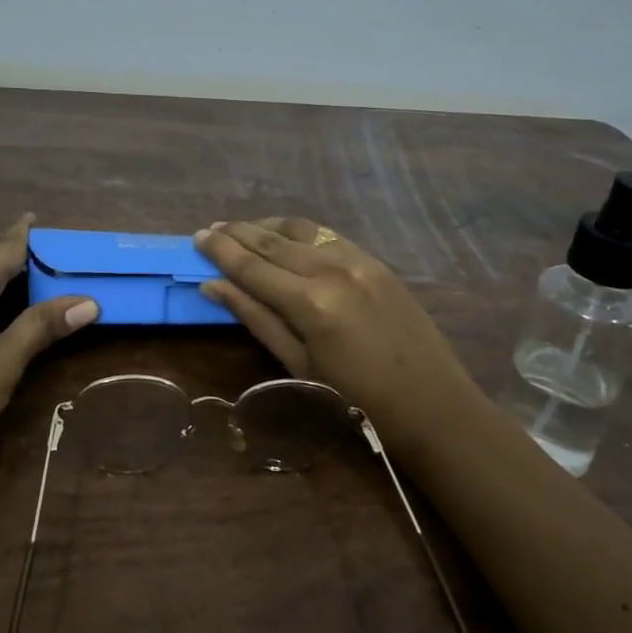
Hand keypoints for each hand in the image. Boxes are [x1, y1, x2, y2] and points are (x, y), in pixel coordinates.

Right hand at [195, 218, 478, 451]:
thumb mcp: (299, 366)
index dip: (221, 251)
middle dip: (238, 233)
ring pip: (301, 230)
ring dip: (267, 226)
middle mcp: (333, 269)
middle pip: (273, 242)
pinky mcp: (376, 261)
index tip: (196, 237)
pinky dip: (299, 232)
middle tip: (210, 228)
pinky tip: (285, 236)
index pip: (252, 266)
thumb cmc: (359, 401)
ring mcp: (358, 260)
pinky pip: (328, 236)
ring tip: (241, 229)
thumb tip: (213, 286)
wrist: (435, 406)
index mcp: (311, 302)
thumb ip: (256, 318)